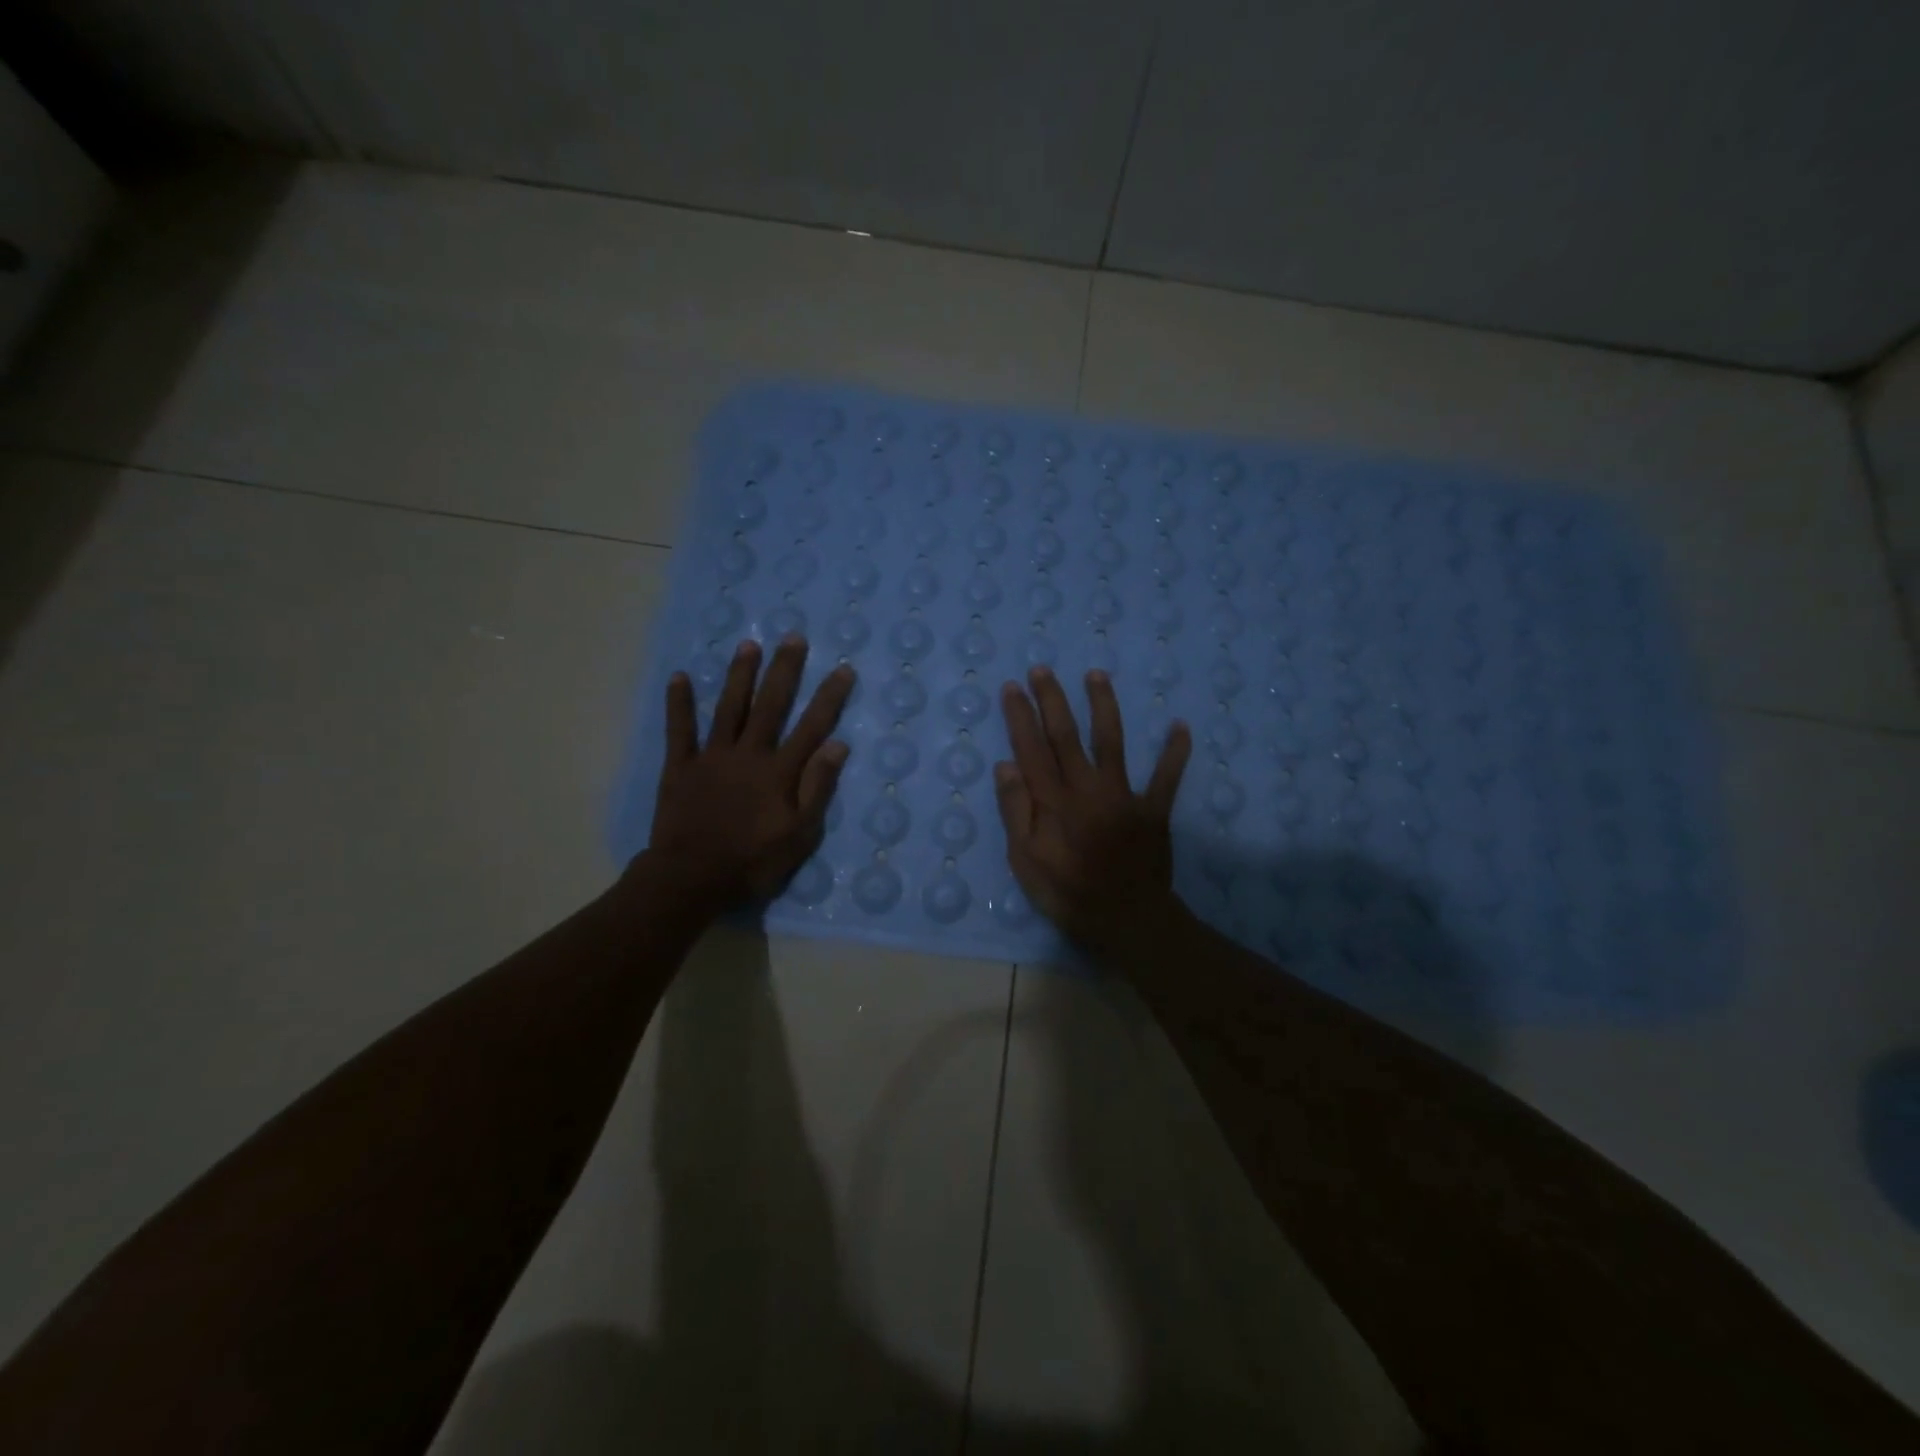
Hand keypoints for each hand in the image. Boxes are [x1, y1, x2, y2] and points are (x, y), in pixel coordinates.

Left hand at [643, 636, 853, 912]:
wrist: (691, 878)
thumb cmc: (752, 861)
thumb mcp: (799, 835)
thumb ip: (818, 788)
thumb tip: (838, 745)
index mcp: (779, 772)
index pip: (812, 727)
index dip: (829, 697)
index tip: (843, 669)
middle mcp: (748, 754)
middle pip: (770, 705)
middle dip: (784, 670)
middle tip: (793, 637)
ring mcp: (712, 757)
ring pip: (729, 708)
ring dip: (739, 676)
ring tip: (748, 645)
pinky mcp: (680, 767)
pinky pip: (679, 730)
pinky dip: (679, 704)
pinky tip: (679, 677)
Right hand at [994, 665, 1192, 957]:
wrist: (1126, 920)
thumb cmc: (1068, 893)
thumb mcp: (1026, 861)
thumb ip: (1016, 812)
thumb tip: (1006, 765)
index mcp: (1053, 801)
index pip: (1031, 749)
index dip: (1020, 716)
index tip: (1013, 688)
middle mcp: (1087, 788)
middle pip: (1066, 736)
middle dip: (1052, 700)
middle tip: (1042, 669)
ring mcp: (1123, 796)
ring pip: (1112, 742)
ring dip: (1104, 706)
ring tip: (1096, 675)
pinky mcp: (1153, 810)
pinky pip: (1167, 777)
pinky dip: (1175, 753)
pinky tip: (1181, 726)